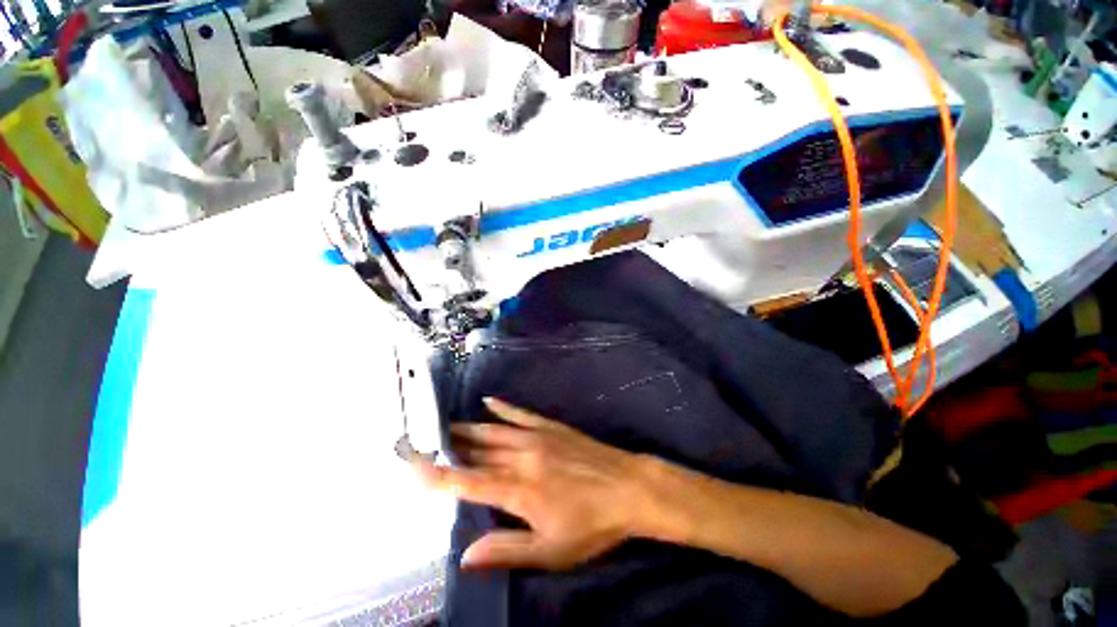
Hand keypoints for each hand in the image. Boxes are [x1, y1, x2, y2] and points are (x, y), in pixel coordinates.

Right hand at [413, 398, 658, 569]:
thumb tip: (465, 555)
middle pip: (476, 452)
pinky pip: (521, 414)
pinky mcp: (551, 427)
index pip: (467, 481)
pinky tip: (488, 401)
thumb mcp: (551, 551)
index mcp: (518, 489)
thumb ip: (506, 551)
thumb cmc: (592, 524)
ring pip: (493, 431)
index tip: (413, 466)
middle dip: (446, 448)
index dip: (438, 475)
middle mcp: (521, 457)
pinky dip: (502, 408)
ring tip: (444, 427)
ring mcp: (537, 437)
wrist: (628, 487)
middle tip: (421, 441)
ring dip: (467, 429)